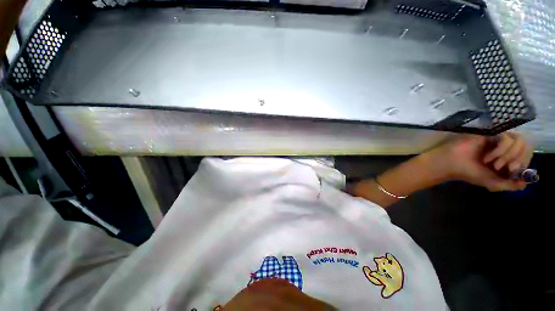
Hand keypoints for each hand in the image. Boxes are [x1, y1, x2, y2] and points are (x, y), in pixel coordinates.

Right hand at [427, 133, 534, 191]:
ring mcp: (499, 139)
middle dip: (517, 160)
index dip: (525, 164)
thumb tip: (528, 181)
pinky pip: (507, 139)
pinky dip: (500, 151)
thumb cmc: (470, 173)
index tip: (511, 172)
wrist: (452, 163)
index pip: (528, 156)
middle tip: (503, 168)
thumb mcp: (493, 183)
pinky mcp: (491, 133)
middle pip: (527, 147)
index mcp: (508, 159)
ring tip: (493, 163)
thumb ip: (511, 185)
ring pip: (519, 142)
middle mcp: (507, 148)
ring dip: (508, 156)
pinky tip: (487, 157)